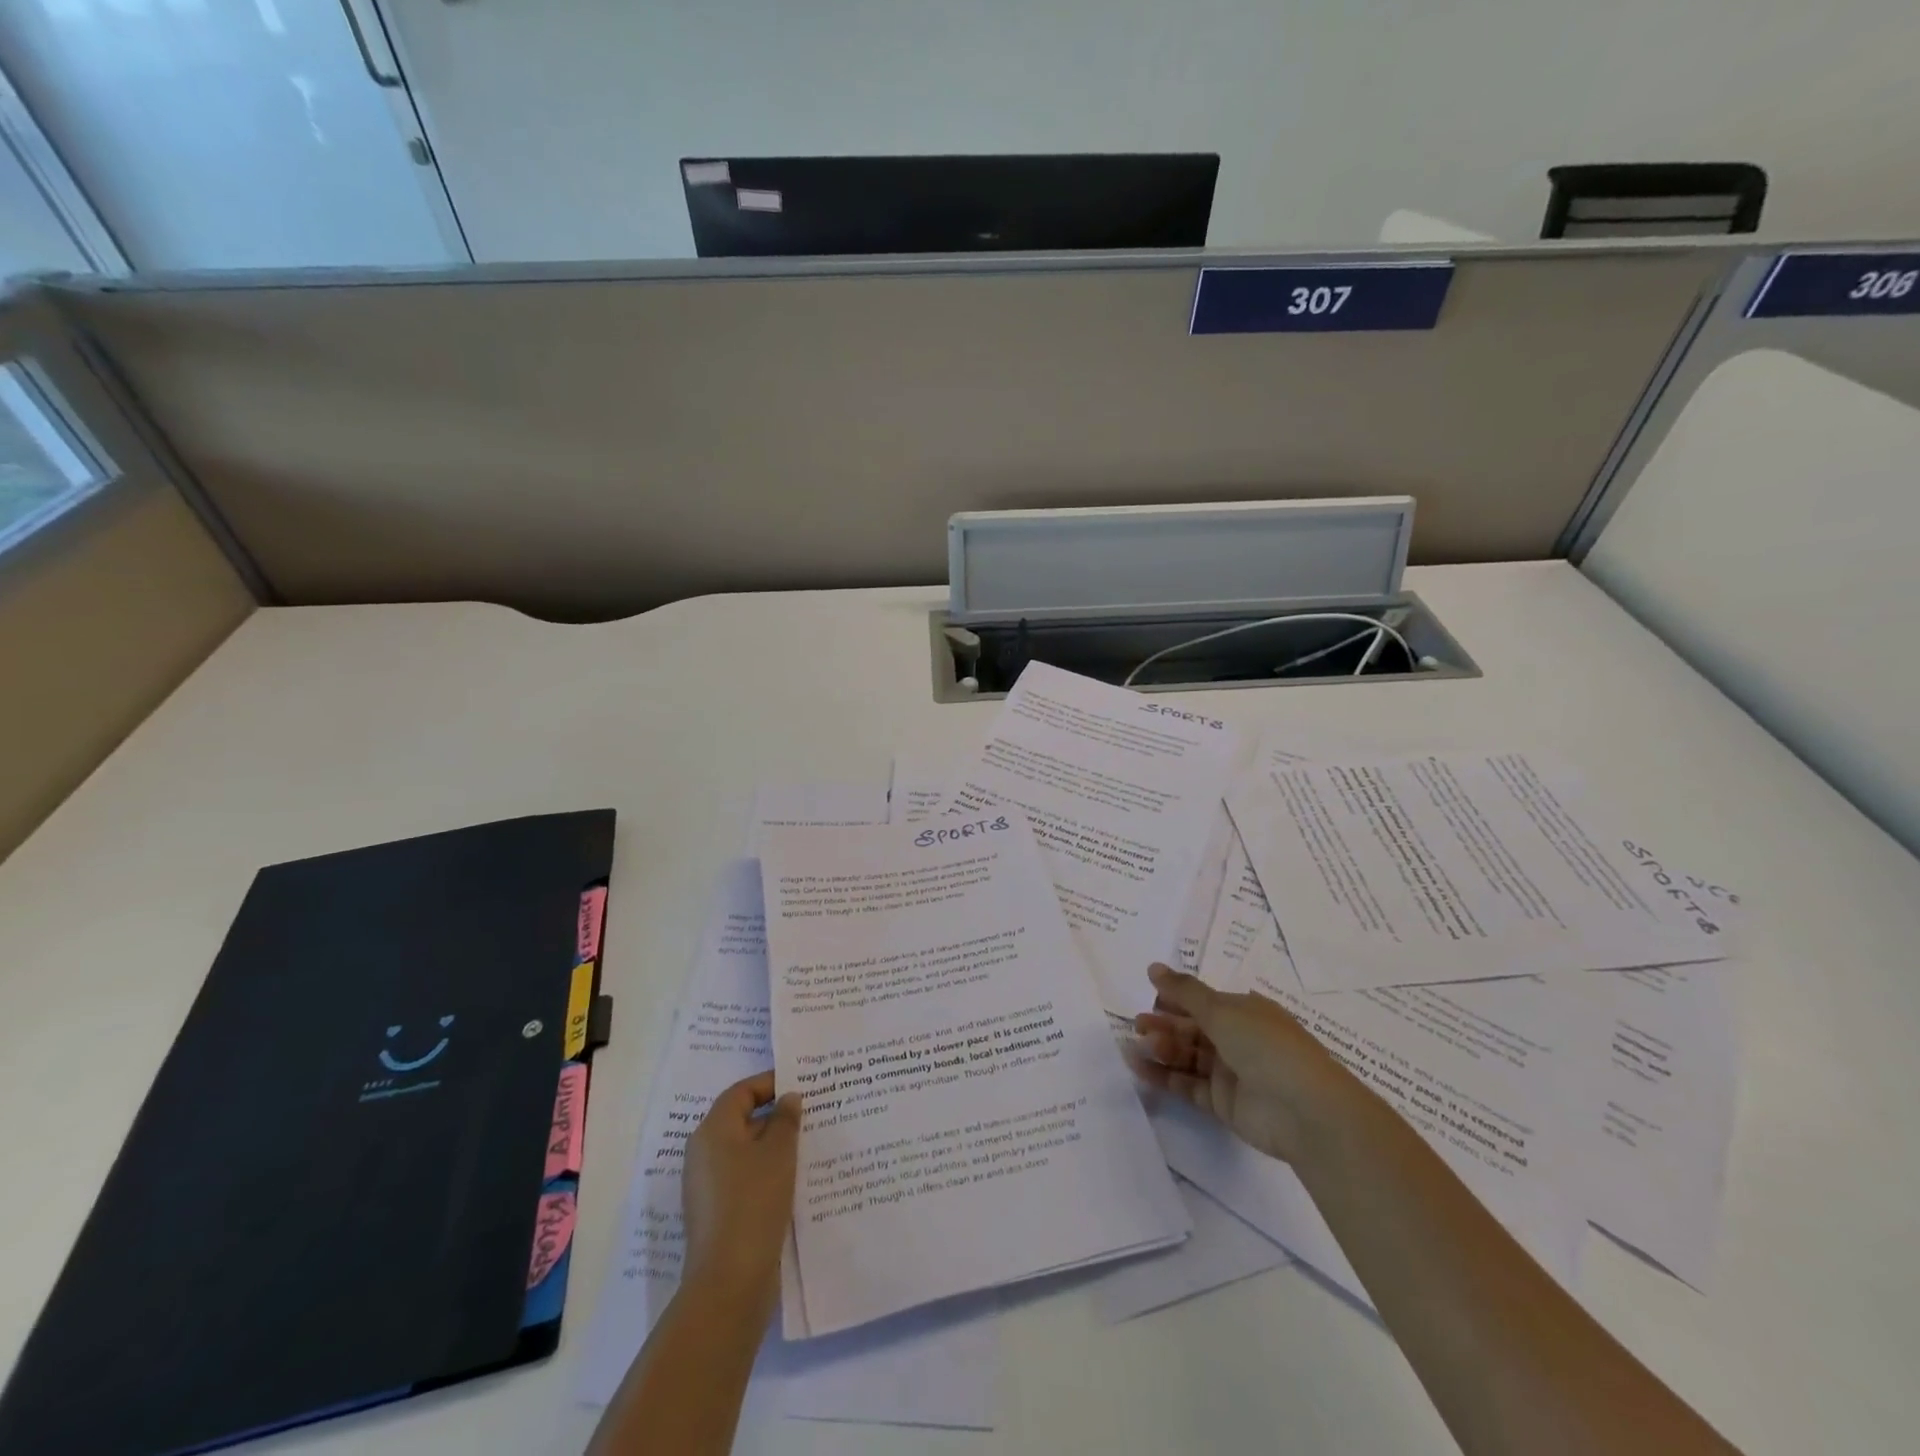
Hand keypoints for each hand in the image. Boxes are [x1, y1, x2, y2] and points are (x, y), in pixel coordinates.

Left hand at [682, 1071, 801, 1313]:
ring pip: (744, 1151)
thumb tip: (787, 1098)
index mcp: (712, 1131)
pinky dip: (766, 1172)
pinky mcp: (717, 1212)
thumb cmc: (754, 1202)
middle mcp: (703, 1153)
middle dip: (775, 1115)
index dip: (770, 1083)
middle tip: (810, 1112)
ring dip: (773, 1145)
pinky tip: (794, 1179)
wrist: (729, 1282)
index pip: (741, 1092)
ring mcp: (707, 1186)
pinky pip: (744, 1177)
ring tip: (808, 1144)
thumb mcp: (779, 1153)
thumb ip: (786, 1119)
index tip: (801, 1084)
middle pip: (741, 1120)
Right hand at [1124, 962, 1348, 1163]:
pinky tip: (1140, 1068)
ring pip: (1188, 1056)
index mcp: (1244, 1011)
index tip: (1148, 997)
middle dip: (1164, 1025)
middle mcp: (1238, 1039)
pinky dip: (1164, 1076)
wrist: (1304, 1111)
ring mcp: (1231, 1073)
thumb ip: (1184, 991)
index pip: (1203, 1001)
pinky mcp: (1223, 1103)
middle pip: (1193, 1029)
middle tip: (1137, 1026)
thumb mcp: (1222, 1010)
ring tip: (1135, 1047)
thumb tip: (1153, 967)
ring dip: (1161, 1049)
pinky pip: (1188, 1085)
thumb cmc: (1265, 1046)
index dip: (1176, 999)